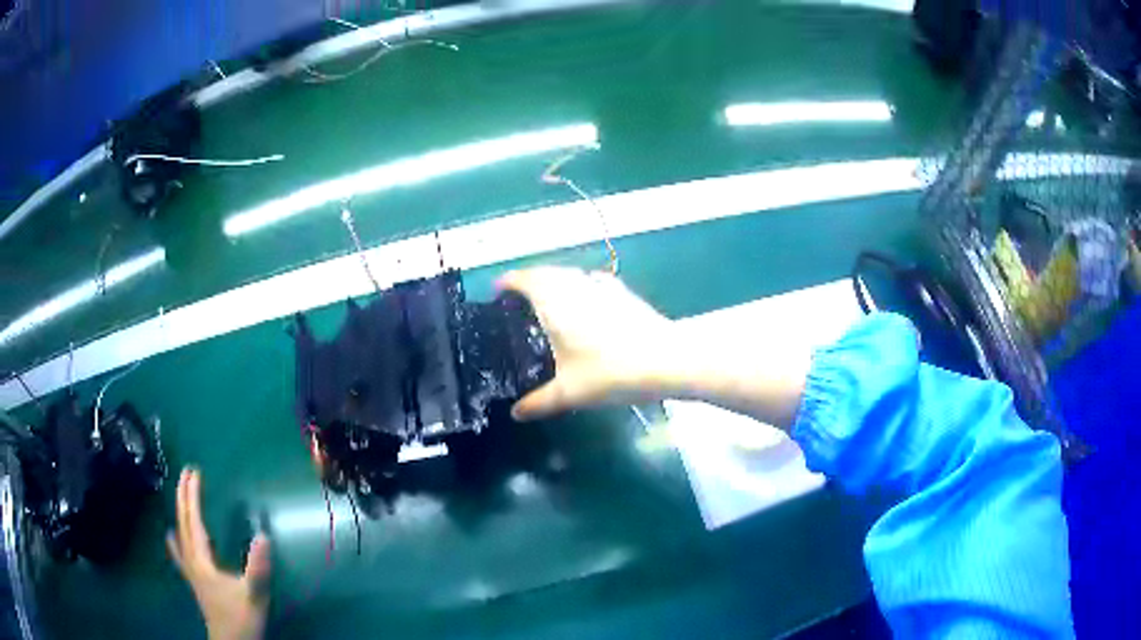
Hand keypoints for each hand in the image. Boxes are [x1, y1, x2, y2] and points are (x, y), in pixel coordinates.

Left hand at [167, 468, 270, 639]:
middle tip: (186, 473)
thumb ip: (257, 568)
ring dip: (179, 513)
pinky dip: (175, 539)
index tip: (193, 471)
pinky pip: (180, 552)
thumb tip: (262, 536)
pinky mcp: (195, 582)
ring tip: (178, 497)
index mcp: (202, 560)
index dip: (192, 496)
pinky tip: (171, 537)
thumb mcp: (253, 595)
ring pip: (180, 535)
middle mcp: (191, 561)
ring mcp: (191, 572)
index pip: (194, 521)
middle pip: (183, 523)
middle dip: (183, 497)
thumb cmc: (241, 619)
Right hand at [498, 267, 675, 420]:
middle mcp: (577, 285)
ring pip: (570, 275)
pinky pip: (591, 282)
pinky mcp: (624, 293)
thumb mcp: (569, 393)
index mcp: (555, 302)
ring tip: (548, 303)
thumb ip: (538, 402)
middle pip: (546, 272)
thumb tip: (516, 413)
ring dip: (555, 282)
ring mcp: (603, 286)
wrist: (668, 361)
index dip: (508, 282)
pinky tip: (586, 307)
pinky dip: (579, 288)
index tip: (497, 291)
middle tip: (518, 301)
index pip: (524, 279)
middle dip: (530, 281)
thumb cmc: (611, 373)